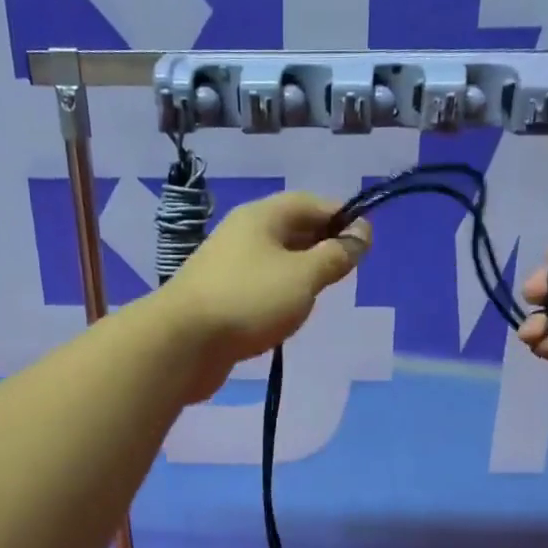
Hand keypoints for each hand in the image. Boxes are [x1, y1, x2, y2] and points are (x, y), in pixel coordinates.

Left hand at [159, 191, 370, 401]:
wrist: (182, 343)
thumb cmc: (249, 301)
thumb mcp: (304, 276)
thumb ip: (336, 255)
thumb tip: (362, 234)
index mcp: (262, 216)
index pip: (310, 203)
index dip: (341, 218)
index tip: (365, 243)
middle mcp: (242, 234)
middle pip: (291, 230)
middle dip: (321, 246)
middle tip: (345, 273)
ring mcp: (226, 267)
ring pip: (274, 261)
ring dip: (299, 274)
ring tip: (318, 296)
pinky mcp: (218, 298)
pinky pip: (258, 287)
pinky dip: (278, 296)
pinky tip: (286, 316)